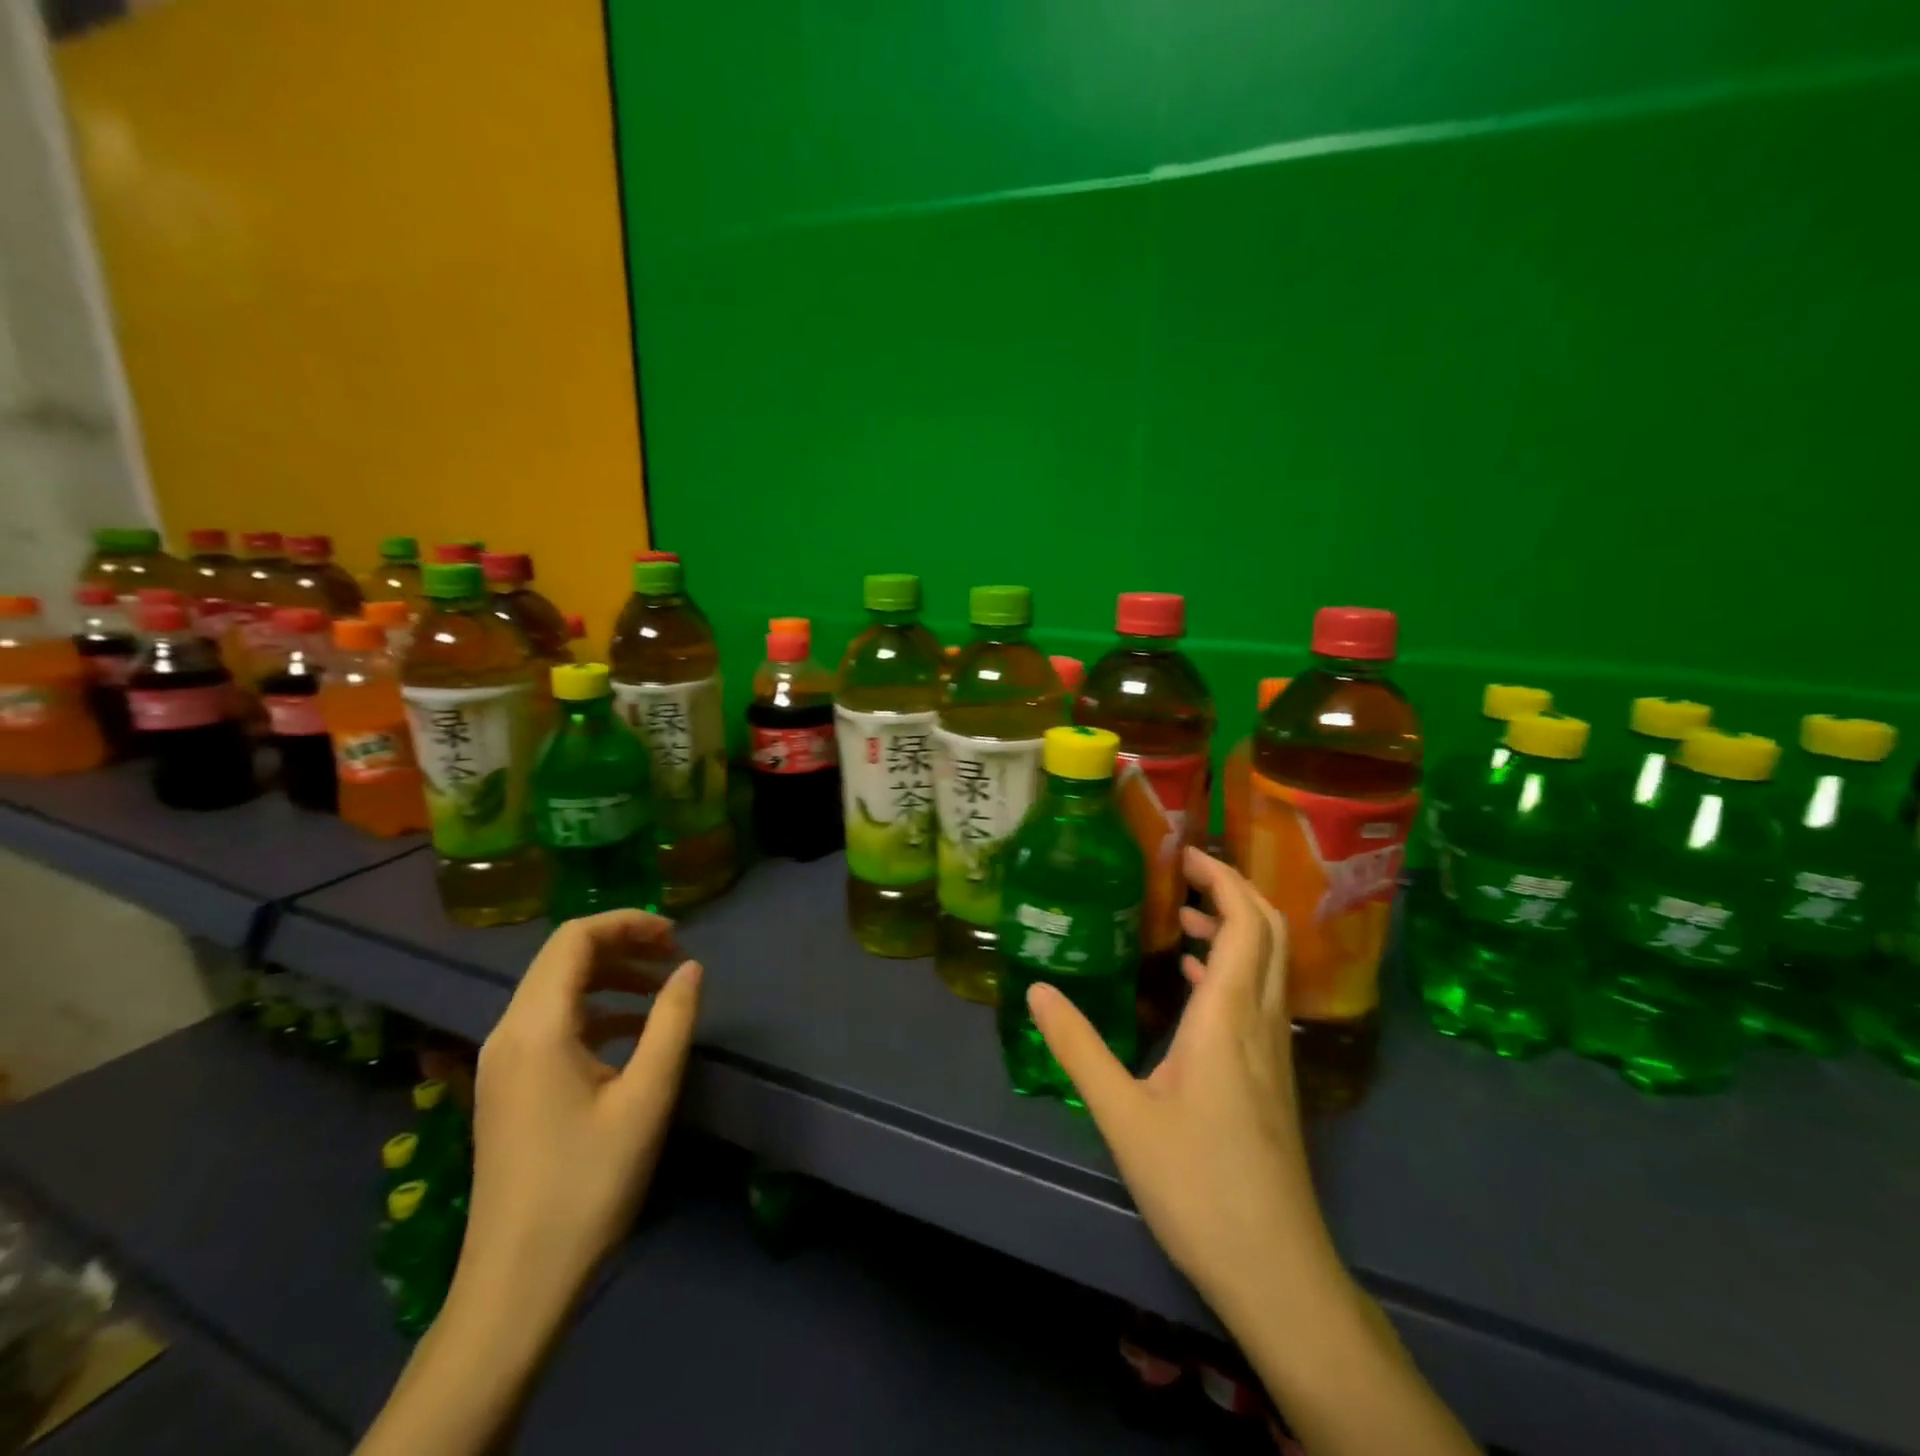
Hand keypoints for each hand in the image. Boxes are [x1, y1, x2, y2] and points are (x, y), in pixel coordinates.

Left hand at [463, 910, 702, 1307]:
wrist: (516, 1282)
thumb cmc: (588, 1184)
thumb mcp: (647, 1097)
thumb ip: (673, 1021)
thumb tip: (691, 968)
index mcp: (537, 1028)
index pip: (575, 938)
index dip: (628, 923)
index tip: (677, 937)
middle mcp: (508, 1032)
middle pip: (562, 957)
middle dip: (622, 944)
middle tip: (675, 957)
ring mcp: (501, 1061)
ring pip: (555, 988)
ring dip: (610, 976)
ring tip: (661, 990)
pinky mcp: (506, 1086)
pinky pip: (550, 1022)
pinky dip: (594, 1010)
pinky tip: (632, 1033)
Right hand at [1029, 847, 1337, 1322]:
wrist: (1276, 1270)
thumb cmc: (1197, 1186)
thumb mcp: (1123, 1115)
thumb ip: (1079, 1049)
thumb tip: (1038, 991)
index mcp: (1227, 1018)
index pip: (1244, 923)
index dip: (1222, 880)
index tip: (1185, 857)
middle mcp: (1260, 1021)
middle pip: (1269, 932)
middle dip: (1233, 891)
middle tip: (1184, 875)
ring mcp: (1273, 1050)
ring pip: (1268, 964)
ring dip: (1234, 928)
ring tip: (1181, 919)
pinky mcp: (1273, 1076)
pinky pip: (1260, 996)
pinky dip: (1232, 968)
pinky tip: (1192, 982)